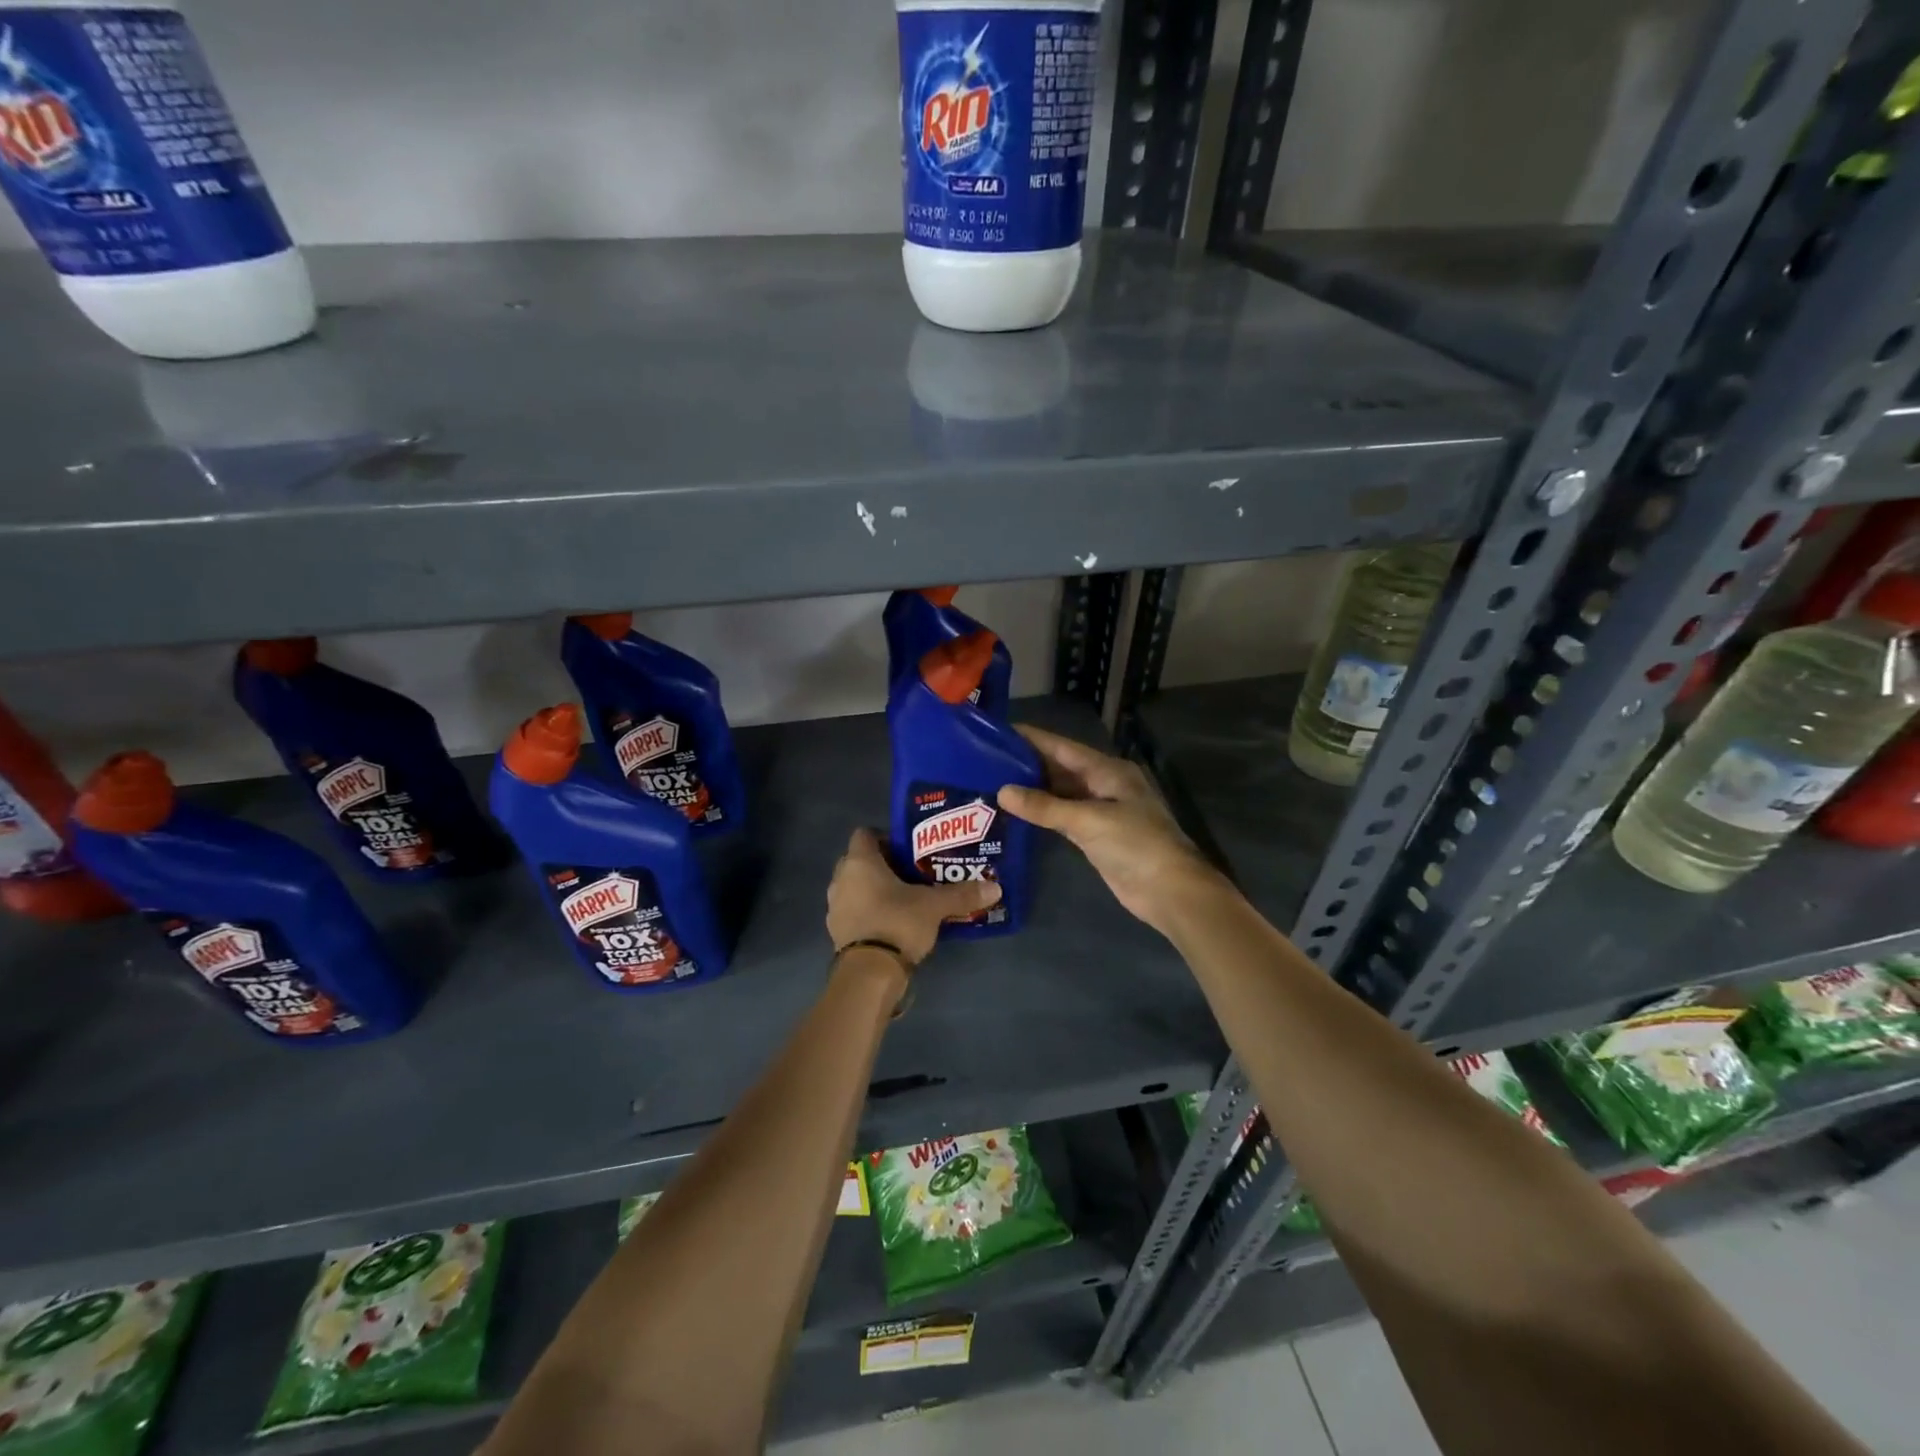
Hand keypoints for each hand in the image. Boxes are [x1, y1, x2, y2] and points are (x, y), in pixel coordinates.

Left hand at [826, 827, 1000, 964]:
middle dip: (882, 865)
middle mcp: (841, 879)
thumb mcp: (934, 906)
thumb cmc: (897, 922)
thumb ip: (962, 894)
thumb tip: (995, 887)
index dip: (885, 837)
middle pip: (859, 861)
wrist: (869, 974)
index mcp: (859, 862)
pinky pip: (854, 912)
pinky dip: (868, 912)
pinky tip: (892, 922)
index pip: (865, 834)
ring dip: (873, 890)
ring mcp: (835, 907)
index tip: (908, 848)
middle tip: (911, 872)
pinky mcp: (837, 932)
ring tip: (904, 898)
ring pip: (855, 887)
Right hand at [998, 724, 1224, 933]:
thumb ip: (1045, 806)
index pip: (1063, 747)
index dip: (1033, 739)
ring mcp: (1101, 811)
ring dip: (1033, 789)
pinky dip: (1043, 813)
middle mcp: (1104, 785)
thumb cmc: (1135, 844)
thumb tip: (1002, 791)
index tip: (999, 732)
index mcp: (1109, 771)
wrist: (1169, 890)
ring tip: (994, 782)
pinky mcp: (1096, 835)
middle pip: (1061, 768)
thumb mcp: (1088, 820)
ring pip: (1061, 793)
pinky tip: (1018, 811)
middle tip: (987, 759)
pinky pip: (1063, 816)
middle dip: (1028, 763)